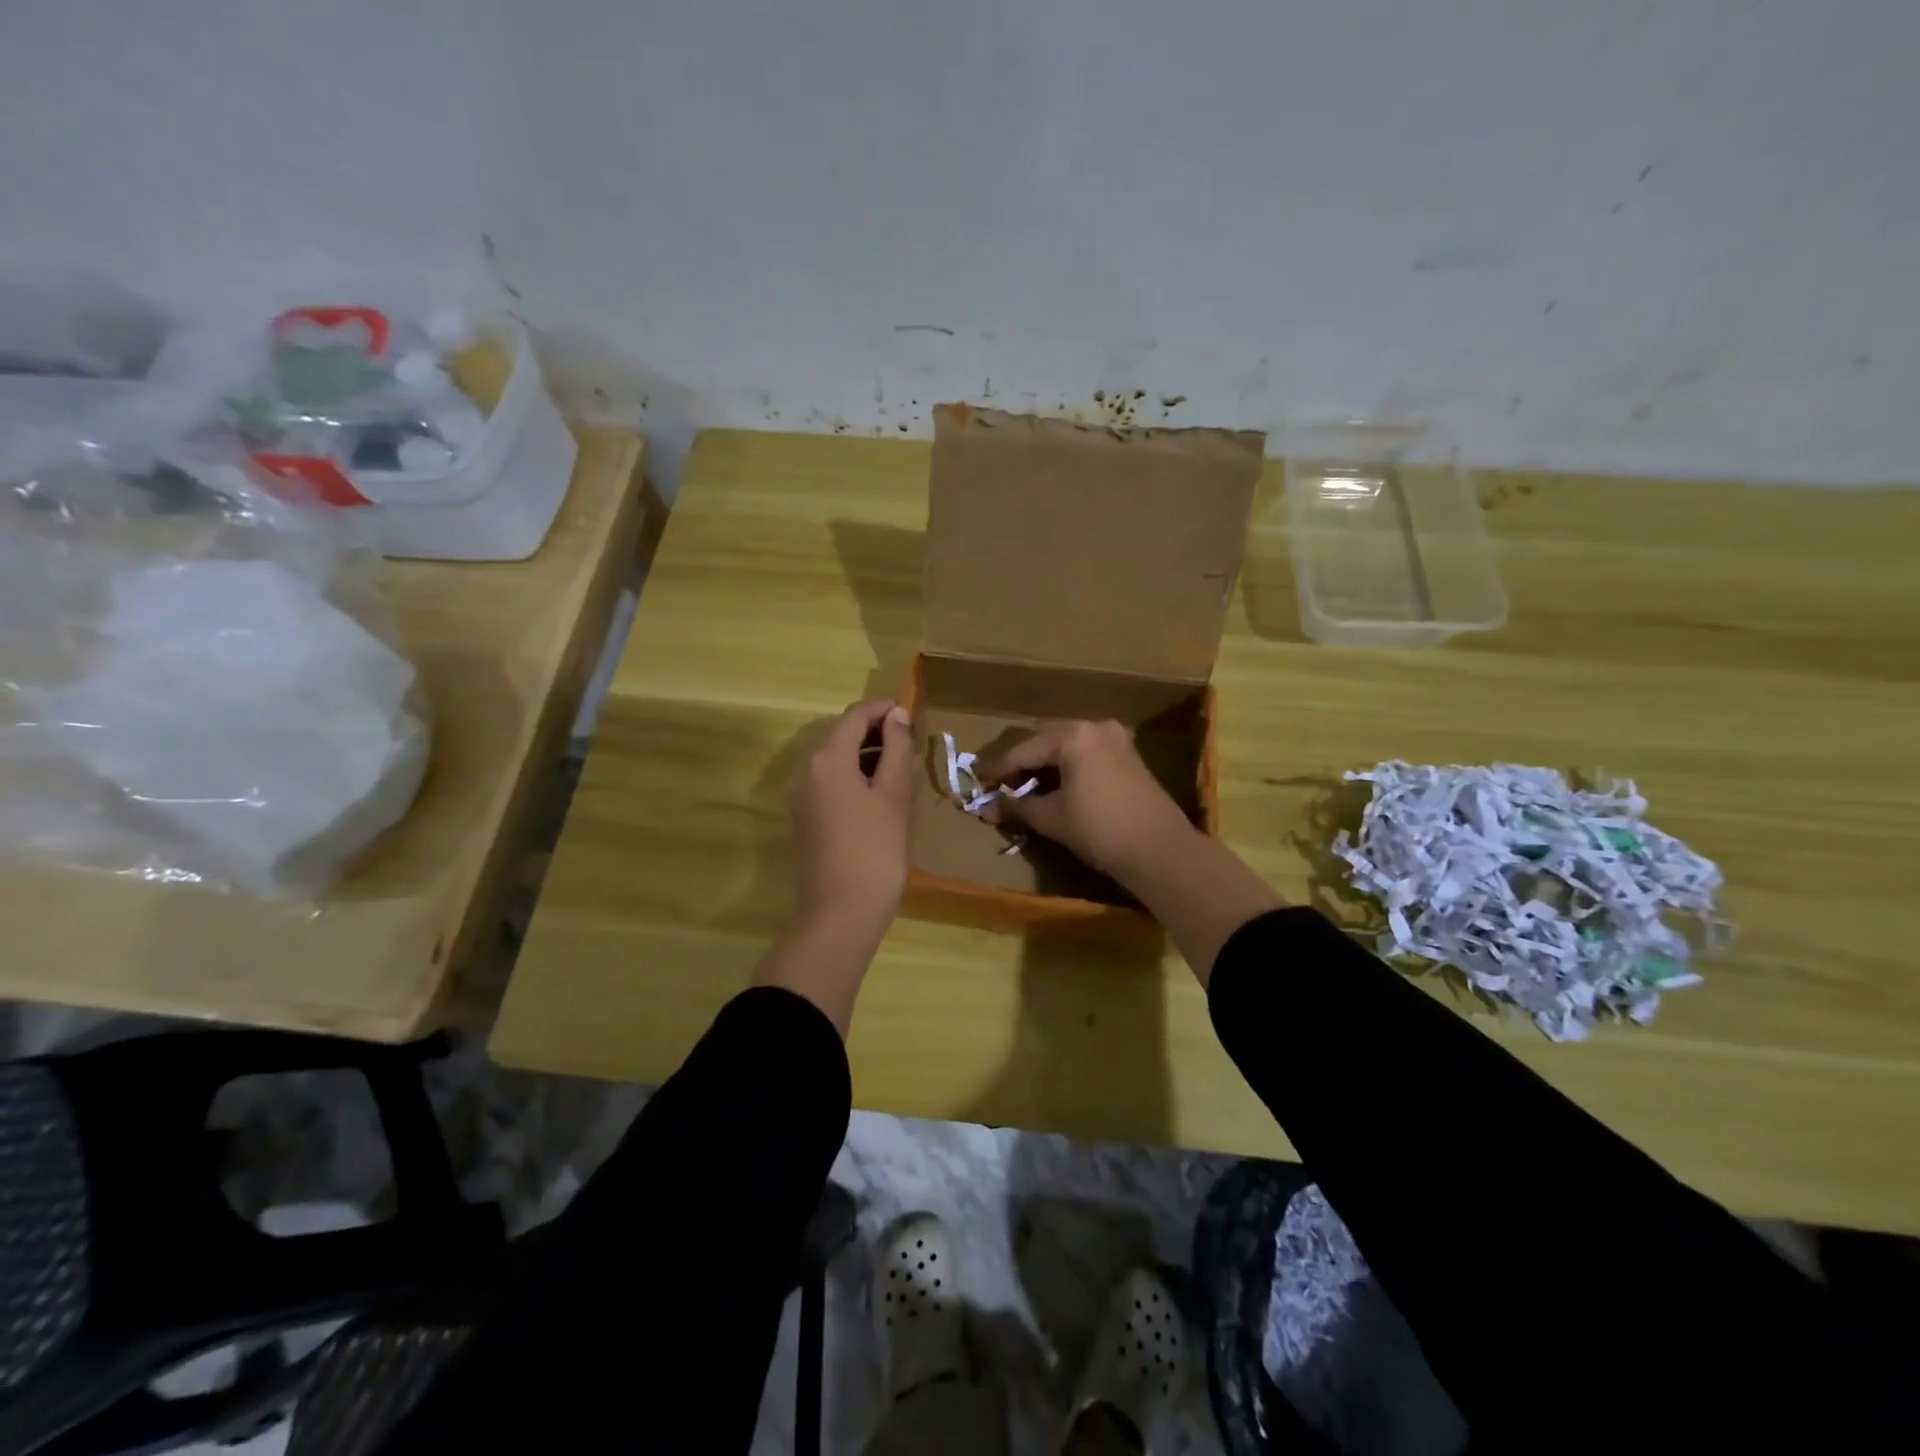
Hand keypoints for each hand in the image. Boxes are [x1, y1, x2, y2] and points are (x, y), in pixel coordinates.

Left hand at [789, 699, 914, 933]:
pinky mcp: (803, 818)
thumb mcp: (894, 795)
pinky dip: (853, 775)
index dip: (883, 709)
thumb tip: (896, 716)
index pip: (855, 715)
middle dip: (874, 731)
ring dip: (864, 754)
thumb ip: (896, 749)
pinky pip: (828, 781)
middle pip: (840, 734)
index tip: (911, 712)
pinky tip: (878, 792)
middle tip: (910, 741)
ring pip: (834, 759)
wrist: (840, 913)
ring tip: (900, 765)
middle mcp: (805, 770)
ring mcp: (800, 796)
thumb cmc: (875, 850)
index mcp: (827, 758)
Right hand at [981, 718, 1282, 986]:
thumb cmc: (1100, 829)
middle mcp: (1094, 727)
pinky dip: (1066, 766)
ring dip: (1044, 763)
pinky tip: (1055, 787)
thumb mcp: (1051, 818)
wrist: (1160, 851)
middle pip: (1045, 739)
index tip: (977, 780)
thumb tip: (987, 808)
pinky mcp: (1128, 756)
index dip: (998, 768)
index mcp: (1073, 735)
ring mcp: (1115, 739)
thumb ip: (1017, 807)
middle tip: (1000, 783)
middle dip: (1021, 761)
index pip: (1023, 749)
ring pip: (1066, 745)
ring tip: (1024, 787)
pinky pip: (1085, 753)